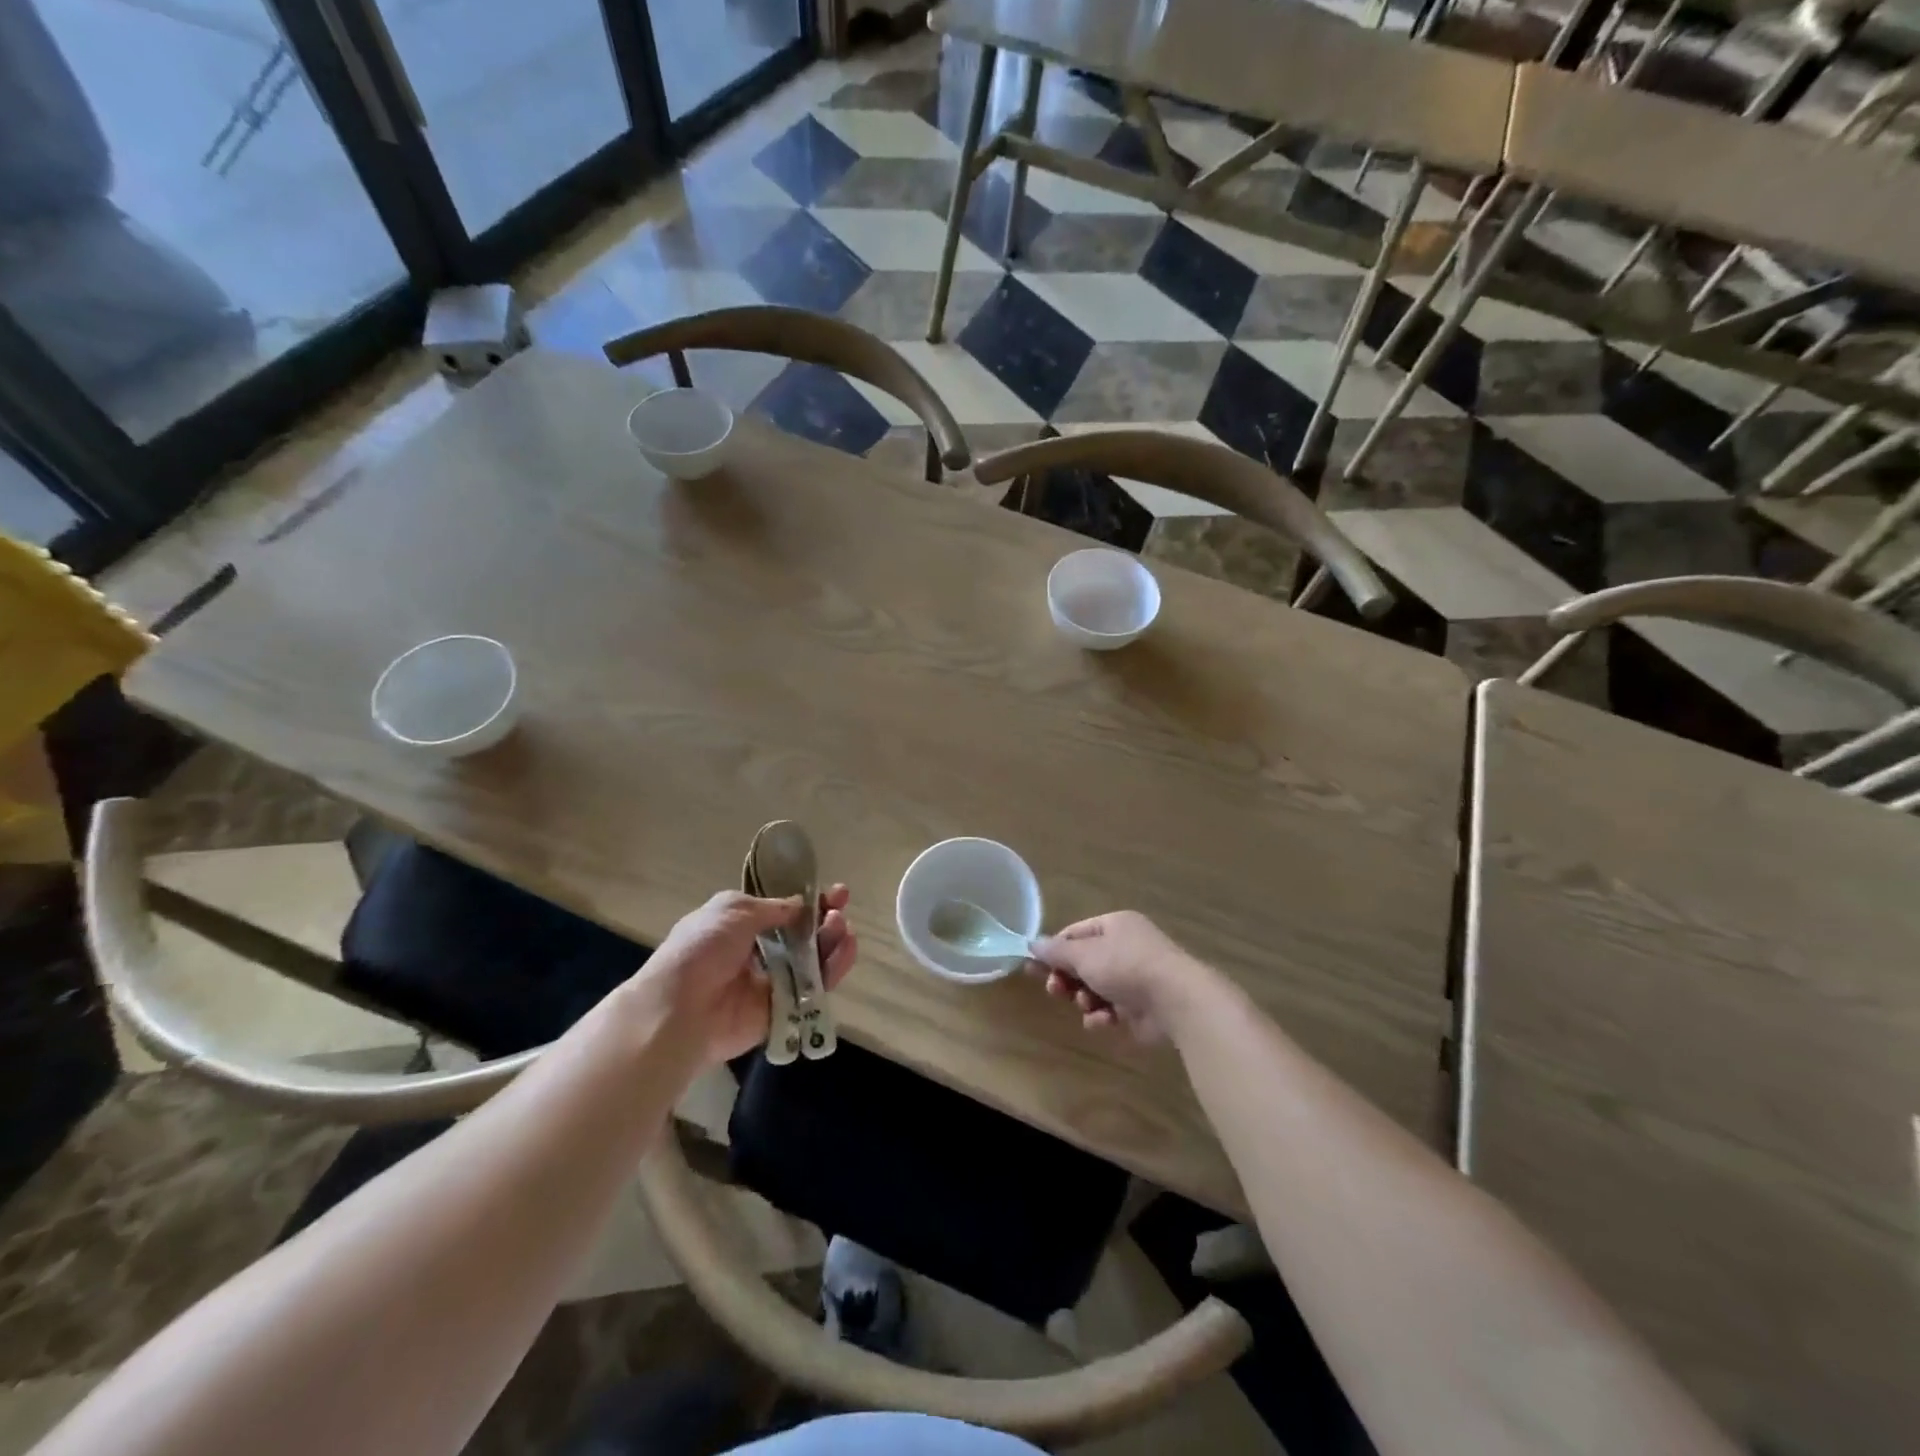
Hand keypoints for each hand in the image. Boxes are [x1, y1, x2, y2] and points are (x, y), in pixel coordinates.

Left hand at [637, 887, 856, 1065]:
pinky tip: (845, 952)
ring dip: (832, 942)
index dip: (810, 901)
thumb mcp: (734, 910)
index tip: (836, 892)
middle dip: (826, 921)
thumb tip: (803, 905)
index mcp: (741, 925)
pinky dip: (833, 970)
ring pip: (813, 961)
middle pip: (804, 935)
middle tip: (840, 913)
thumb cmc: (703, 948)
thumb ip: (775, 908)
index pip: (784, 910)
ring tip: (844, 930)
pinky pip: (815, 989)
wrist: (681, 1009)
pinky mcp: (783, 1010)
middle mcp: (758, 953)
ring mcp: (772, 983)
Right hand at [1029, 910, 1204, 1043]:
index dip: (1054, 951)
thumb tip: (1032, 944)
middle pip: (1084, 963)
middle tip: (1054, 990)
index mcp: (1114, 925)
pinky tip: (1103, 1021)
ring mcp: (1135, 978)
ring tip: (1085, 1005)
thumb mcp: (1084, 954)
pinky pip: (1111, 1010)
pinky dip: (1103, 1016)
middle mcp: (1126, 947)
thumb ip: (1056, 951)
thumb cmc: (1125, 966)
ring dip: (1084, 999)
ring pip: (1095, 989)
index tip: (1034, 968)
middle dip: (1067, 978)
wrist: (1174, 1000)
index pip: (1075, 934)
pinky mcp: (1141, 1007)